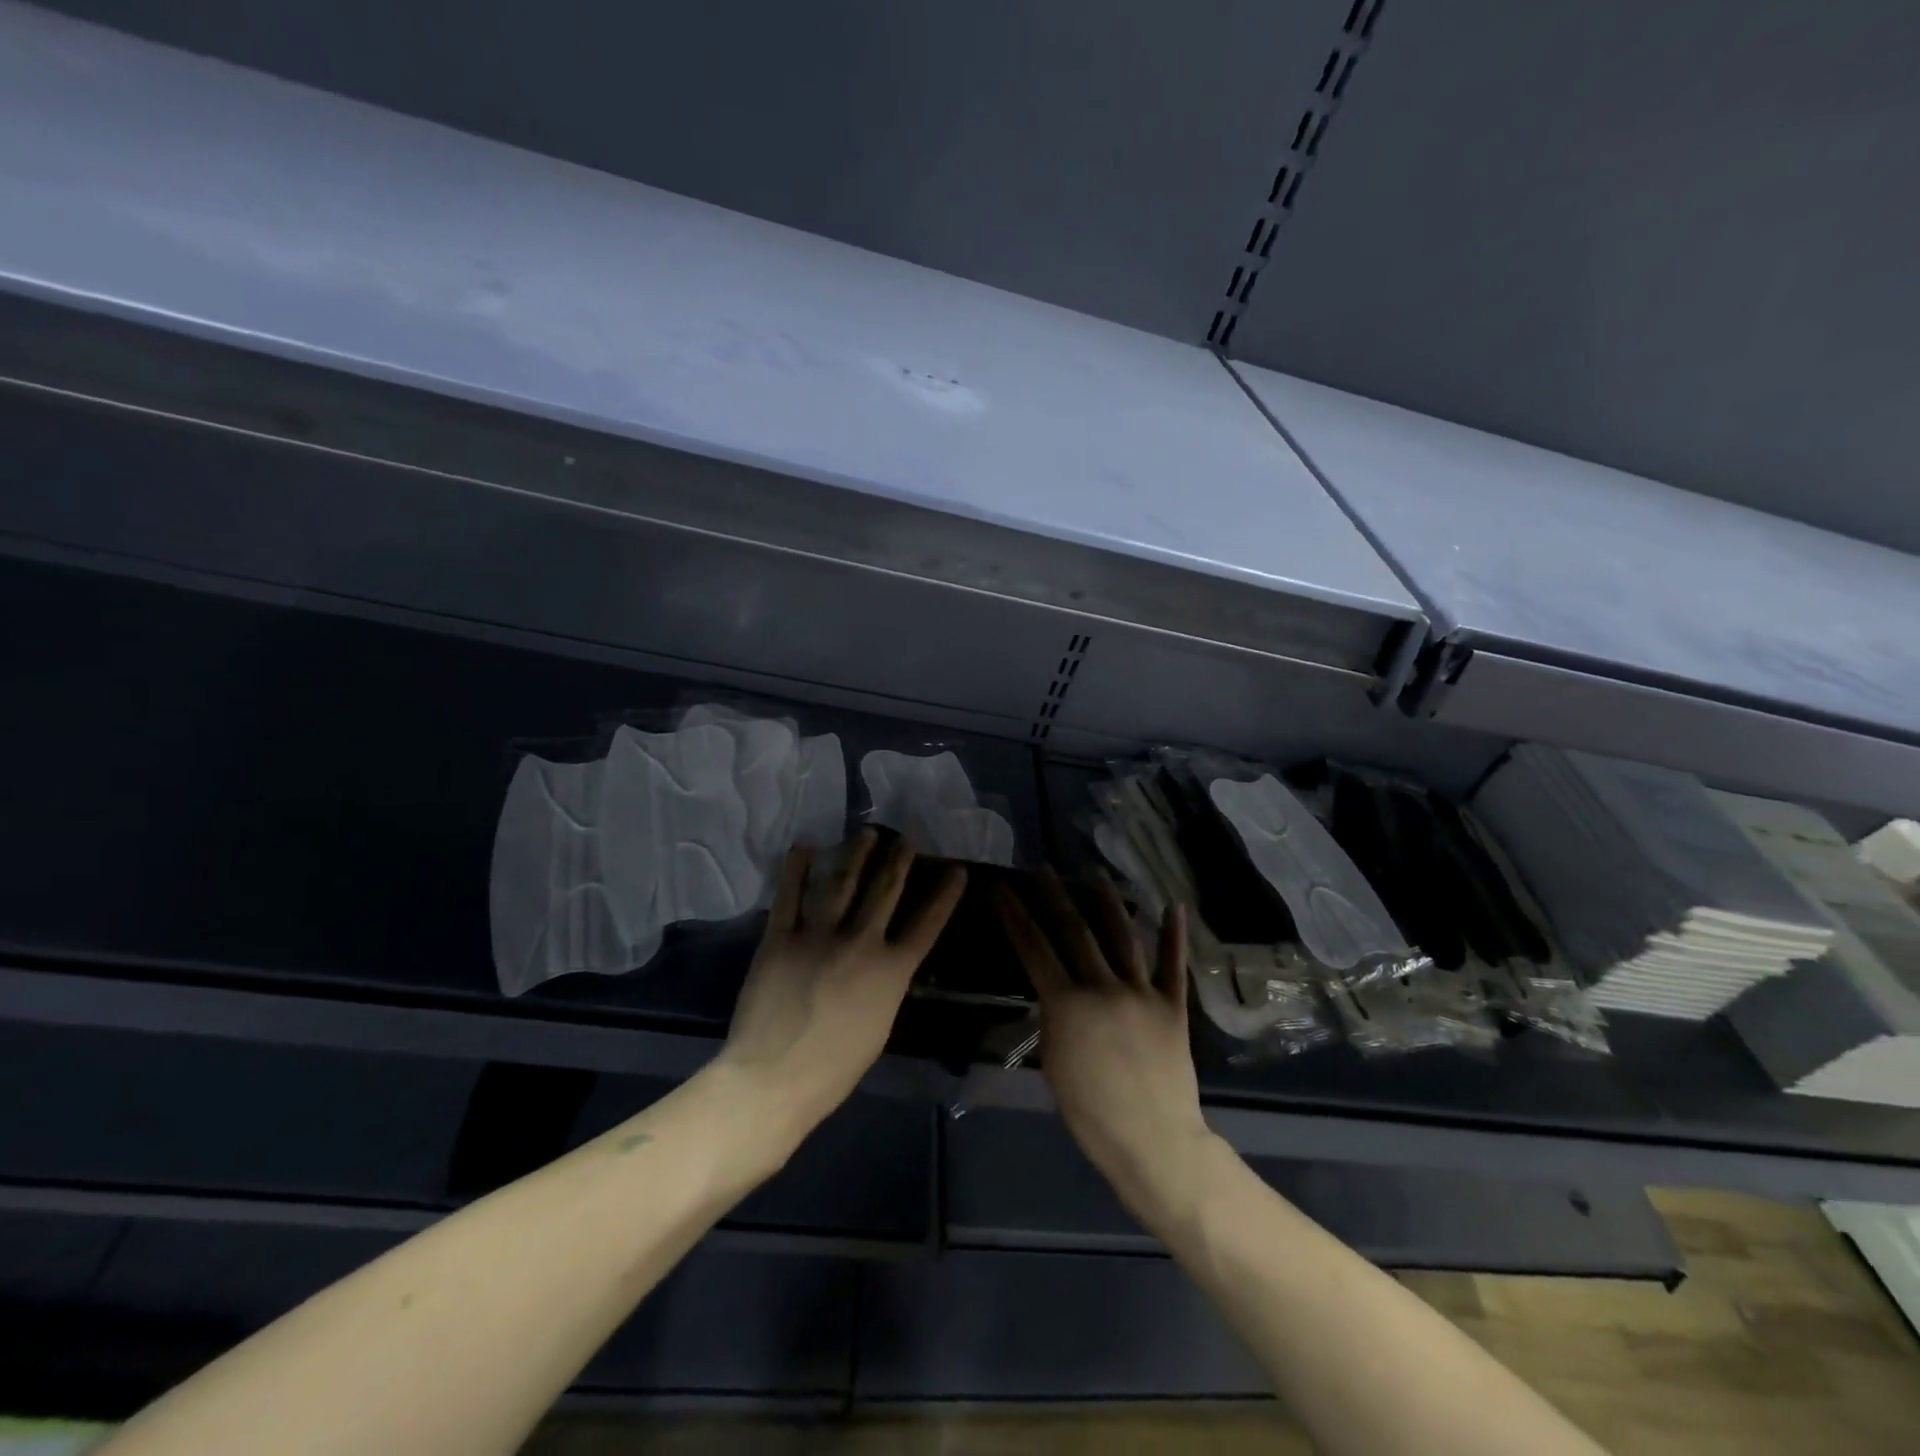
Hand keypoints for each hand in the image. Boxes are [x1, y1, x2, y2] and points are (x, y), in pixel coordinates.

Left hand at [717, 829, 965, 1144]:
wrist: (775, 1078)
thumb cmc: (834, 1069)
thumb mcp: (879, 1027)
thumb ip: (885, 987)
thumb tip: (886, 964)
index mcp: (891, 972)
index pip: (927, 924)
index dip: (945, 895)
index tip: (956, 869)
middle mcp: (861, 943)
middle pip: (885, 892)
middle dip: (899, 861)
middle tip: (908, 838)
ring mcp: (818, 935)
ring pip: (843, 883)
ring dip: (857, 854)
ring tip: (868, 832)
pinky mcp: (780, 937)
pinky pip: (790, 895)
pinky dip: (797, 869)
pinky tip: (805, 847)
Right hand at [994, 870, 1208, 1197]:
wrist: (1153, 1141)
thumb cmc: (1091, 1113)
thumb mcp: (1054, 1064)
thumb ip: (1053, 1020)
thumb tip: (1055, 993)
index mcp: (1067, 1004)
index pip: (1033, 948)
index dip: (1015, 915)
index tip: (1003, 888)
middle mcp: (1103, 987)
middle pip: (1074, 931)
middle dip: (1054, 896)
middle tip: (1043, 870)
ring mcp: (1141, 992)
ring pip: (1122, 935)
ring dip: (1106, 900)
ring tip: (1094, 873)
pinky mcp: (1172, 1004)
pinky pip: (1172, 964)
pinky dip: (1173, 934)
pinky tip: (1172, 906)